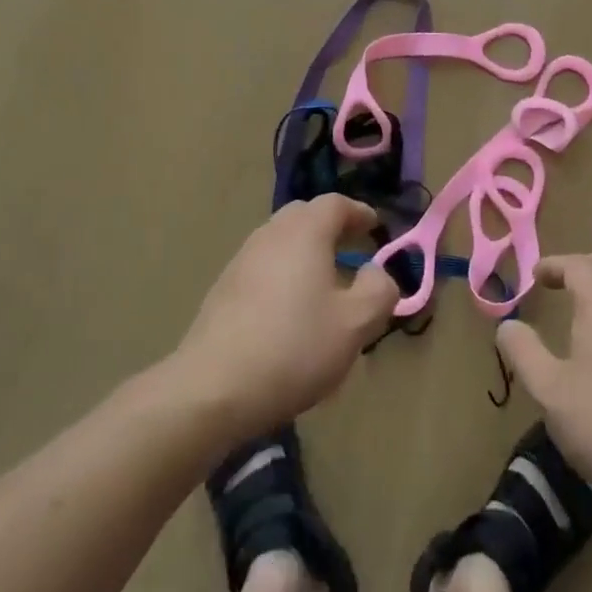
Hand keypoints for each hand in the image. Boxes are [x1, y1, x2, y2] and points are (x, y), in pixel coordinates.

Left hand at [174, 195, 399, 440]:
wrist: (212, 388)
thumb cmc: (293, 348)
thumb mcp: (355, 325)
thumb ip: (379, 291)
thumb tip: (377, 272)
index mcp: (304, 232)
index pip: (336, 204)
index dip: (359, 212)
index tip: (375, 226)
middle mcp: (271, 234)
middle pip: (305, 216)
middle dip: (331, 227)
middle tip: (352, 249)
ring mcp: (242, 259)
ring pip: (281, 241)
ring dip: (306, 251)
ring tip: (324, 283)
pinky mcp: (224, 288)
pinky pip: (264, 266)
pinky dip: (284, 273)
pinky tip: (290, 310)